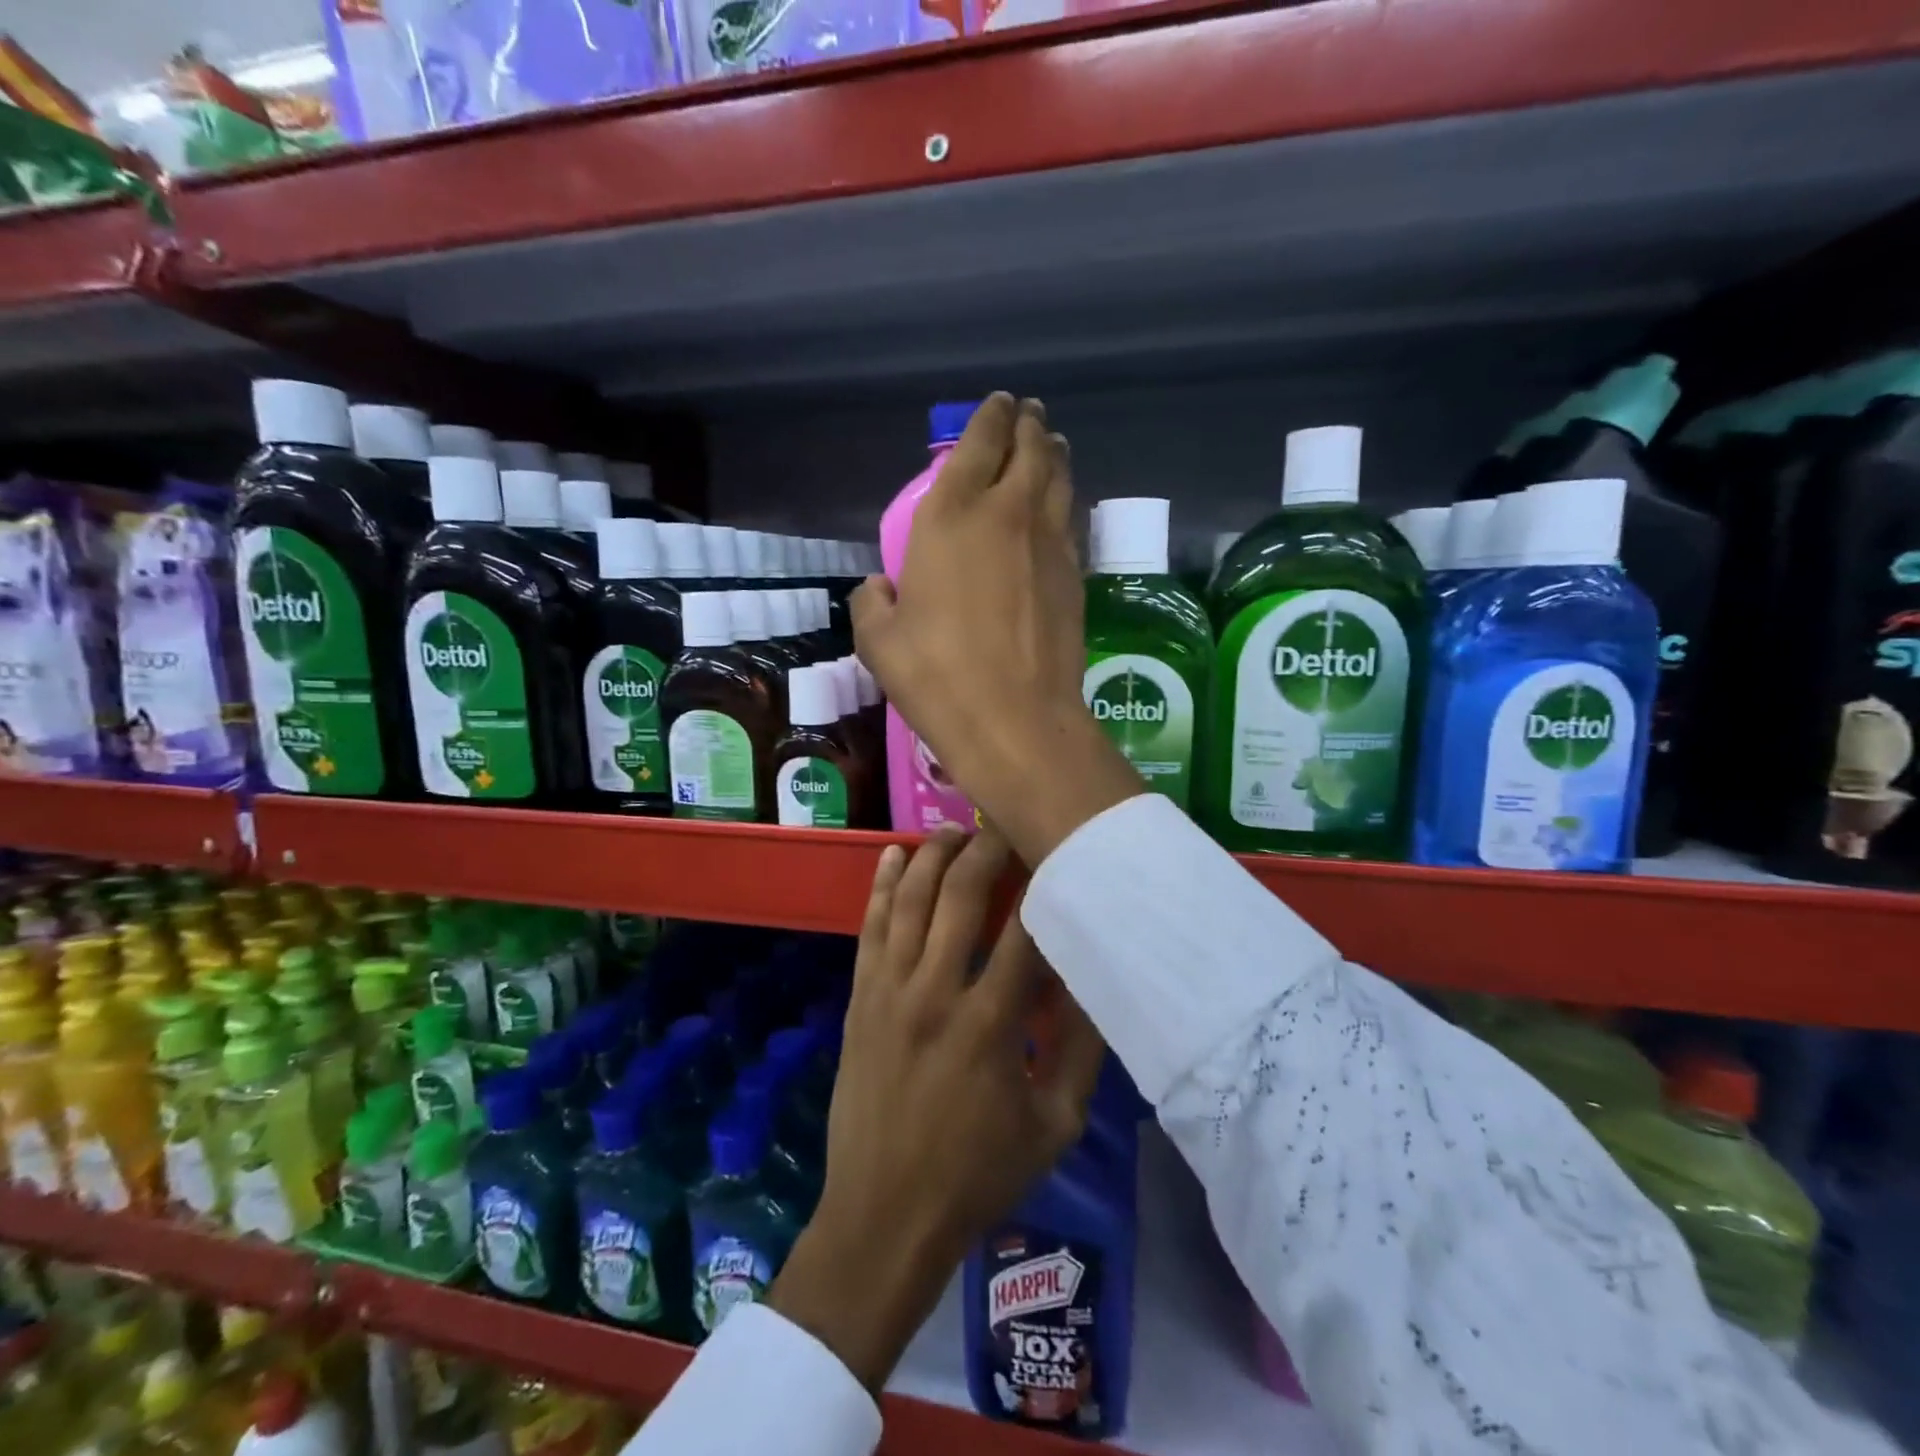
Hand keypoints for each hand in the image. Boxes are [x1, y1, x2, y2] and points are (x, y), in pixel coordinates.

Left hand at [770, 827, 1105, 1392]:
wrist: (884, 1215)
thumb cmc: (977, 1174)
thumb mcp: (1055, 1124)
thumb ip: (1081, 1049)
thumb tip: (1096, 980)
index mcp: (991, 1023)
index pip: (1026, 930)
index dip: (1045, 883)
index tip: (1059, 853)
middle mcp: (937, 990)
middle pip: (963, 894)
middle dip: (988, 848)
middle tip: (1006, 823)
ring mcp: (891, 989)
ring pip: (912, 898)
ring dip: (935, 854)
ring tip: (957, 828)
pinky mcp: (862, 996)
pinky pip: (871, 925)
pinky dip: (884, 884)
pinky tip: (896, 853)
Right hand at [852, 394, 1140, 864]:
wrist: (1014, 718)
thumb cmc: (936, 675)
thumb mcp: (880, 641)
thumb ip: (873, 604)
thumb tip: (879, 589)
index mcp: (950, 516)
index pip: (976, 445)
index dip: (988, 418)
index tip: (998, 405)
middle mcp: (1005, 514)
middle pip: (1028, 450)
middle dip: (1028, 426)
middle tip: (1030, 414)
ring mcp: (1048, 543)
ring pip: (1058, 479)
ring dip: (1054, 455)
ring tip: (1052, 445)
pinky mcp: (1074, 575)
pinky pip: (1069, 520)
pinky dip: (1064, 502)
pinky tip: (1059, 508)